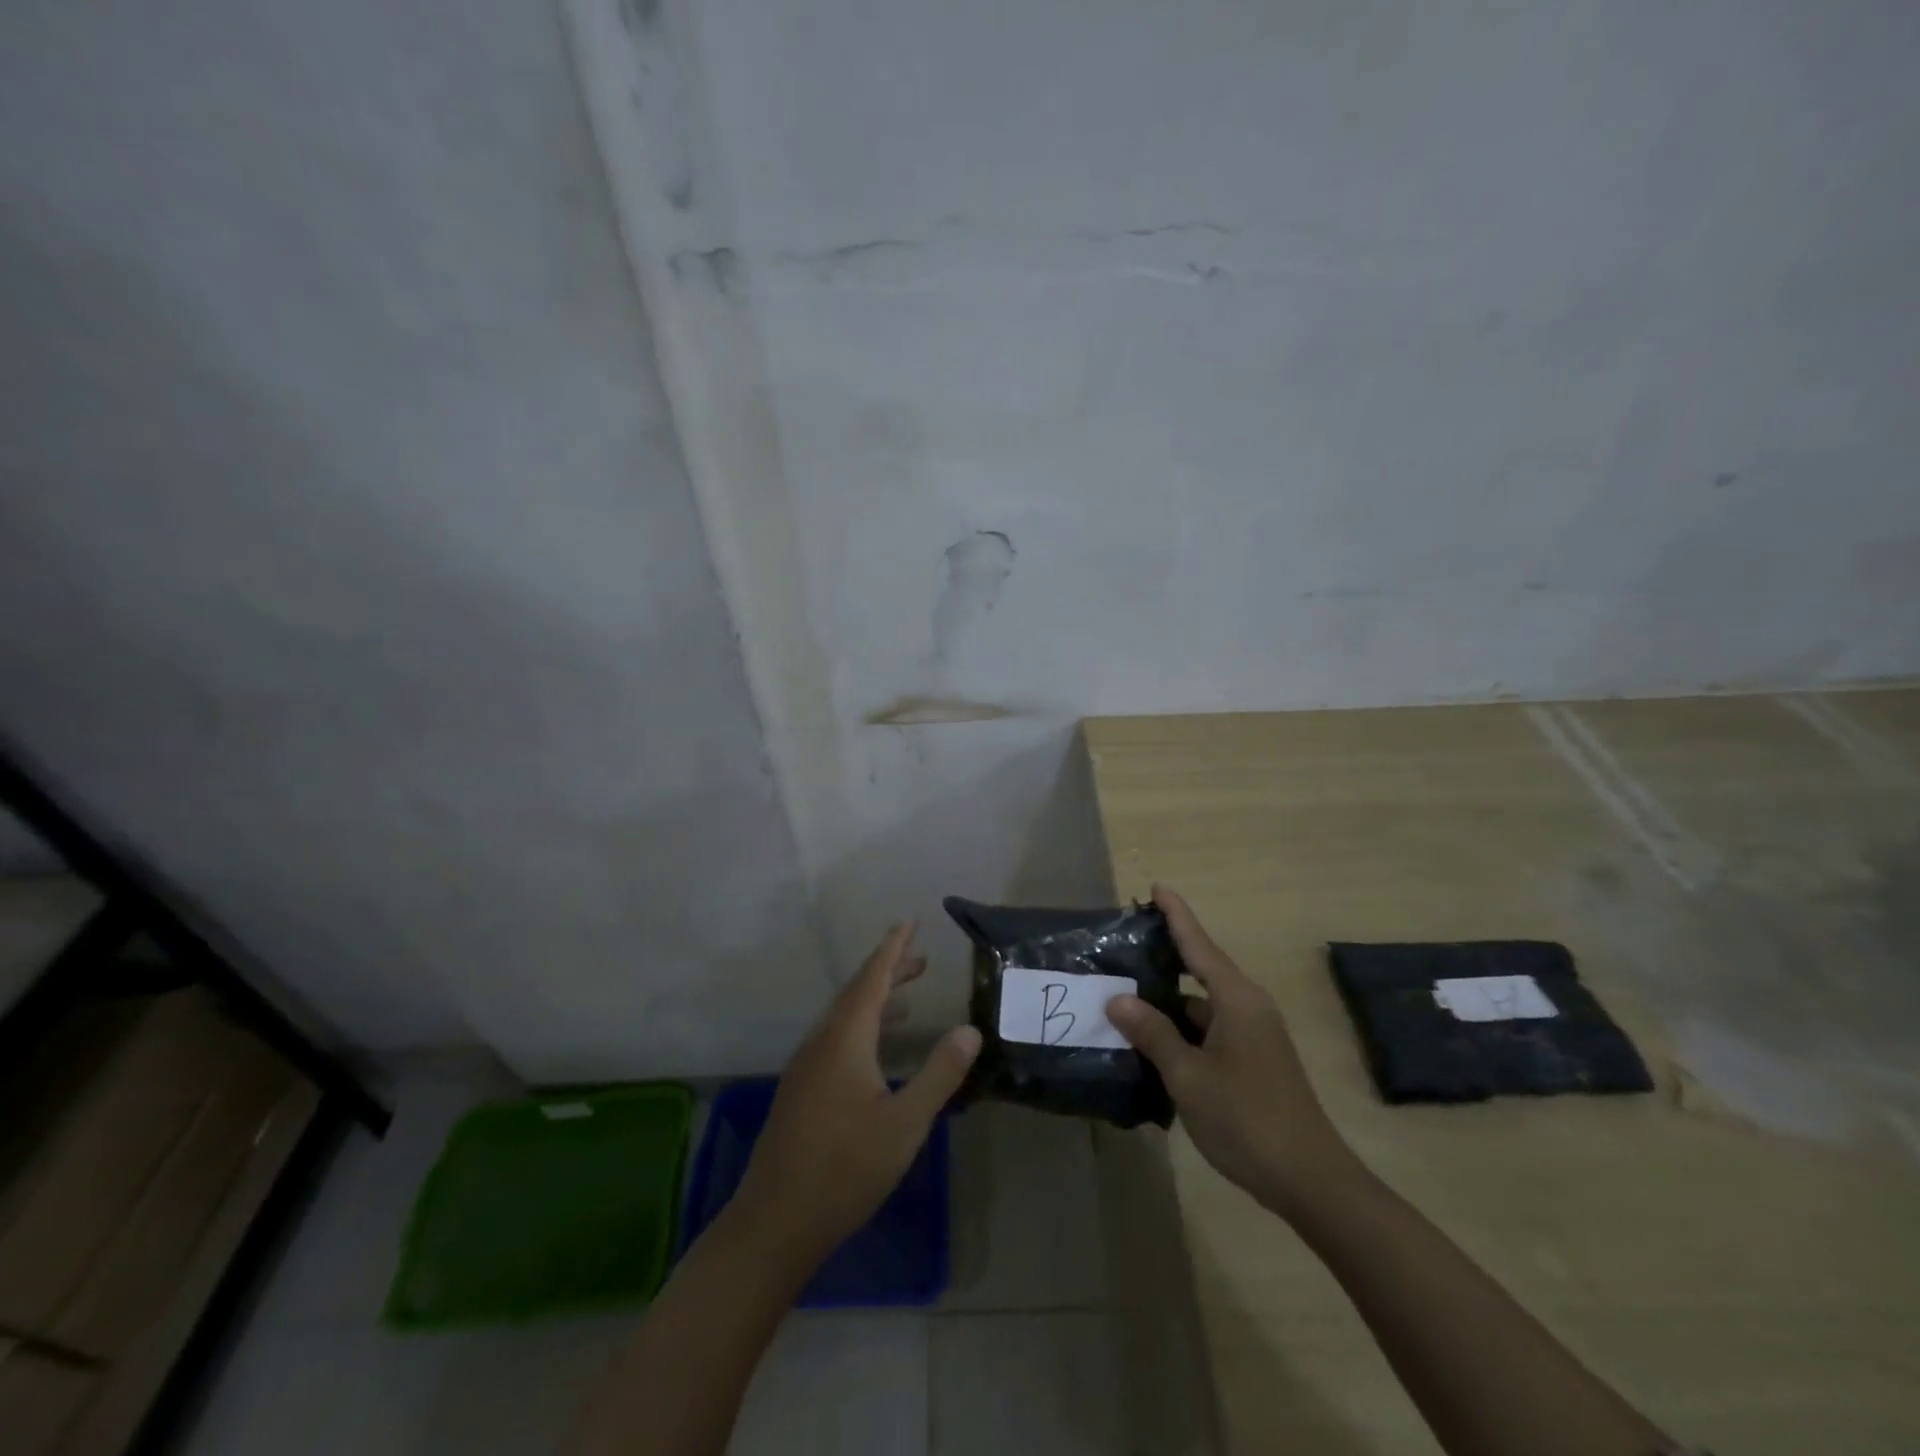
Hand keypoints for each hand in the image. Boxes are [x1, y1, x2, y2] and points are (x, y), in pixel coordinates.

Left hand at [734, 922, 981, 1261]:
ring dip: (877, 1001)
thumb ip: (939, 1073)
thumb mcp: (905, 1123)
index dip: (893, 948)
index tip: (909, 921)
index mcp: (845, 1039)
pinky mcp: (802, 1089)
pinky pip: (836, 1038)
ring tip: (909, 1000)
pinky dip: (863, 1027)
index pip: (872, 978)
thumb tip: (969, 1030)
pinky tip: (878, 1051)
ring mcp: (806, 1066)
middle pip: (857, 992)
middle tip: (921, 959)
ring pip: (845, 1017)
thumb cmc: (845, 1168)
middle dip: (889, 971)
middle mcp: (822, 1042)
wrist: (775, 1221)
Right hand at [1107, 886, 1353, 1216]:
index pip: (1199, 945)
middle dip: (1167, 955)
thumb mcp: (1189, 1075)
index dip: (1176, 915)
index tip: (1157, 887)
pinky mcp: (1254, 1061)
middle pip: (1201, 969)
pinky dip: (1182, 1029)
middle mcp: (1248, 1008)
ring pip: (1203, 1005)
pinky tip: (1153, 1041)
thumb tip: (1119, 999)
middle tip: (1127, 943)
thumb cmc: (1246, 1119)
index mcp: (1237, 1000)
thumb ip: (1153, 1033)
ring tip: (1125, 995)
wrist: (1310, 1181)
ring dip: (1169, 1001)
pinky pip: (1211, 1029)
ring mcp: (1254, 1036)